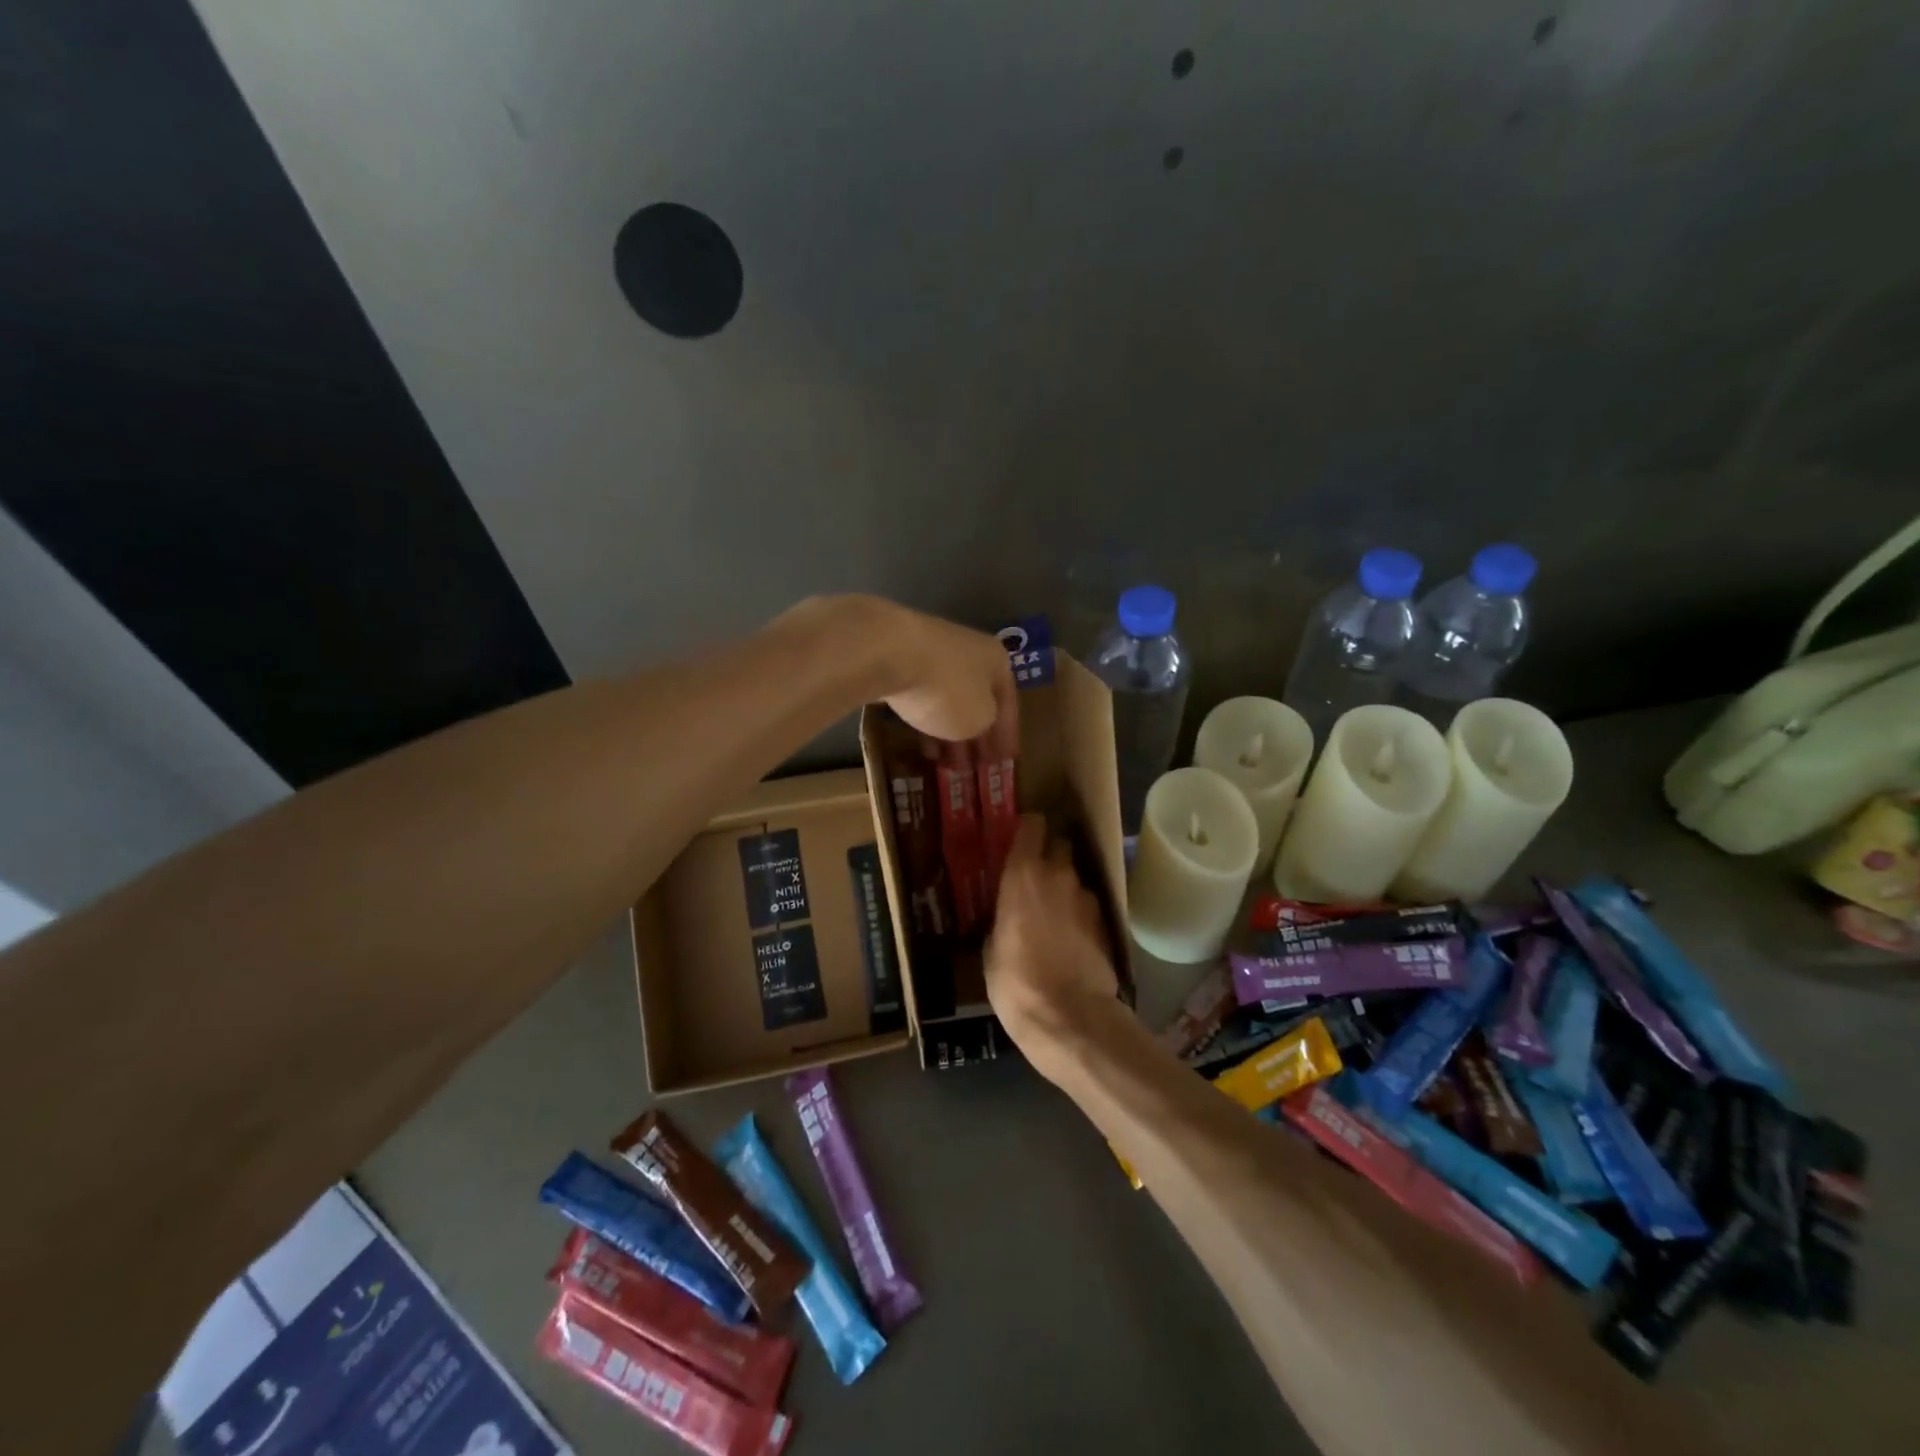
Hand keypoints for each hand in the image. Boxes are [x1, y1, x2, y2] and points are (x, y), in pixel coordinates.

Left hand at [877, 602, 1018, 755]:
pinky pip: (924, 697)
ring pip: (949, 700)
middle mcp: (970, 651)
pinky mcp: (903, 660)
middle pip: (977, 701)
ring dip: (951, 734)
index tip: (1005, 762)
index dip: (1008, 736)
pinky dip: (928, 721)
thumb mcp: (979, 719)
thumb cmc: (949, 690)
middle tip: (976, 768)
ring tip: (948, 765)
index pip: (1009, 704)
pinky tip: (924, 747)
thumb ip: (986, 724)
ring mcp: (934, 653)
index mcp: (997, 660)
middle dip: (977, 737)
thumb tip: (978, 722)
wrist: (890, 654)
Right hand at [985, 814, 1121, 1081]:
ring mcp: (1086, 898)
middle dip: (1050, 854)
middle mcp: (1058, 875)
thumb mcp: (991, 949)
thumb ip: (1001, 919)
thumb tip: (1007, 919)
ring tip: (1052, 913)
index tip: (1020, 837)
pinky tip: (1070, 937)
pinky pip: (1087, 906)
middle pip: (1060, 845)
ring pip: (1075, 878)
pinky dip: (1079, 913)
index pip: (1033, 825)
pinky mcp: (1105, 923)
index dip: (1028, 828)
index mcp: (1022, 874)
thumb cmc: (1016, 981)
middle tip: (1035, 875)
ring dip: (1065, 887)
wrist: (1070, 1017)